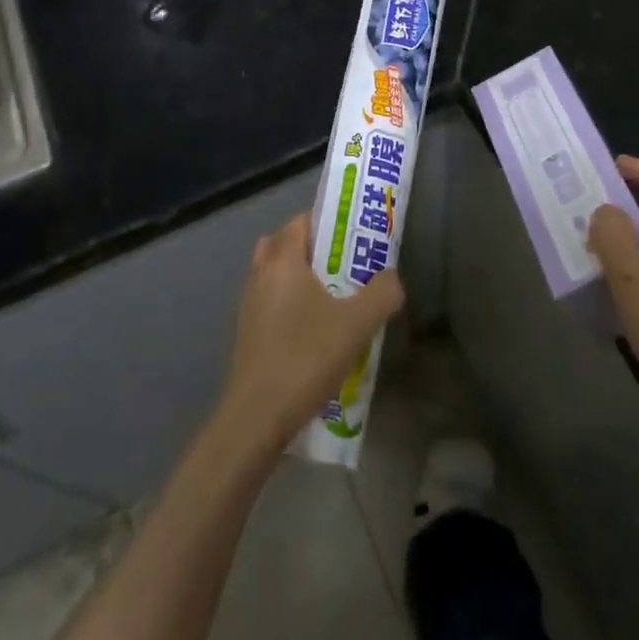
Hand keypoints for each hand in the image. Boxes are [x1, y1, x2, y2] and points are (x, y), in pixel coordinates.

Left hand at [218, 212, 403, 456]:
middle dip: (311, 248)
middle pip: (282, 244)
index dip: (326, 222)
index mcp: (282, 262)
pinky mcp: (246, 334)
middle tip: (342, 264)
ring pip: (273, 275)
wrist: (256, 417)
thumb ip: (383, 293)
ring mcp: (248, 306)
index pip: (299, 222)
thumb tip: (392, 278)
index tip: (352, 236)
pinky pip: (268, 302)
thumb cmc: (306, 357)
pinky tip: (313, 330)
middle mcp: (259, 276)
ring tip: (331, 298)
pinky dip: (288, 303)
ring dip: (298, 277)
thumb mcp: (358, 324)